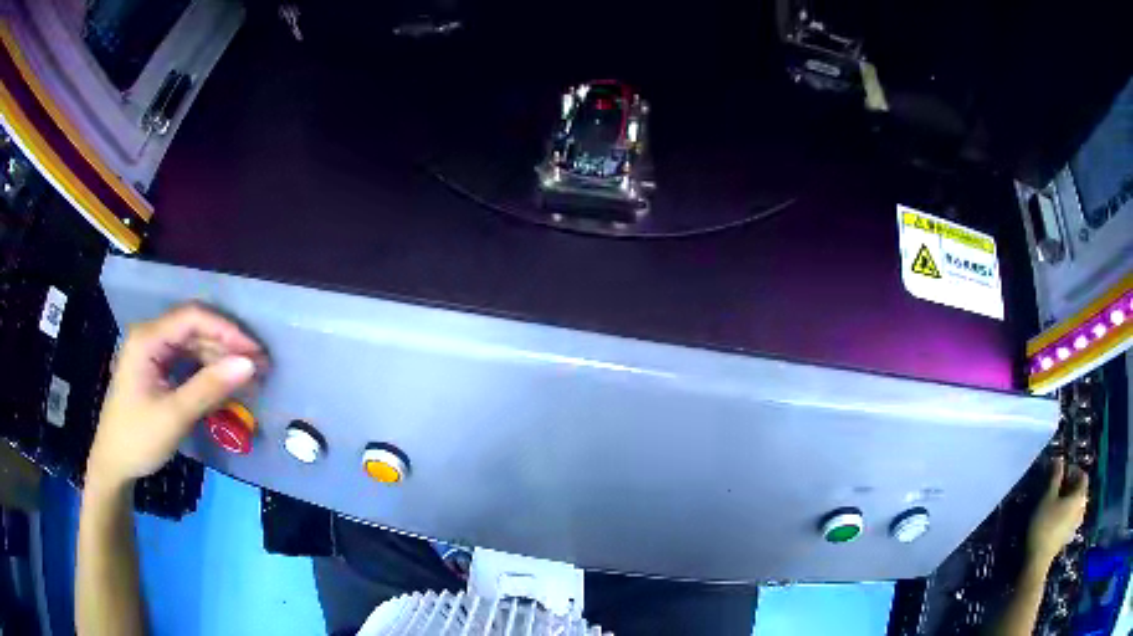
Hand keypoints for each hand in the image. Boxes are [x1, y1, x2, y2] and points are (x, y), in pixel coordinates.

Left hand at [87, 304, 264, 488]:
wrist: (113, 464)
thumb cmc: (138, 439)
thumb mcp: (174, 415)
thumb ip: (209, 387)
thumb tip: (249, 365)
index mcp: (147, 339)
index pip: (192, 318)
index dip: (226, 330)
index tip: (255, 351)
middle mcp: (149, 337)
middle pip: (193, 329)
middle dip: (226, 345)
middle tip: (259, 365)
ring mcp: (152, 353)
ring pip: (192, 345)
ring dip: (219, 359)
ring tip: (247, 376)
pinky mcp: (155, 369)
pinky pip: (185, 361)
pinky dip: (206, 371)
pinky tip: (224, 383)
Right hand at [1026, 457, 1088, 565]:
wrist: (1038, 561)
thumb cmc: (1044, 526)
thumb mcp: (1047, 498)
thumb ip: (1055, 477)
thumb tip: (1060, 458)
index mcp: (1080, 496)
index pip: (1083, 476)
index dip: (1074, 471)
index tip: (1061, 475)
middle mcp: (1082, 507)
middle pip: (1081, 491)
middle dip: (1072, 487)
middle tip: (1059, 489)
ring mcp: (1076, 524)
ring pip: (1077, 506)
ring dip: (1071, 502)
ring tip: (1059, 504)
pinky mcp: (1069, 536)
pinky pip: (1073, 519)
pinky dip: (1068, 515)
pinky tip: (1058, 520)